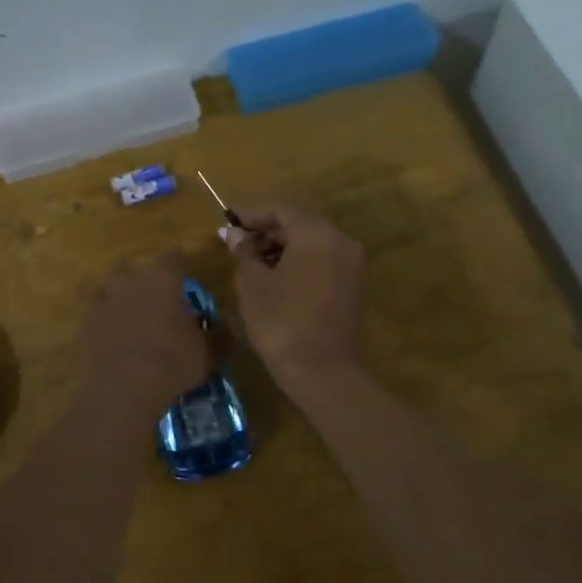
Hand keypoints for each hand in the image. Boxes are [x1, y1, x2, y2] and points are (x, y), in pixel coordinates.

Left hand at [78, 253, 211, 411]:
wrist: (124, 387)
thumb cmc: (173, 362)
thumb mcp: (207, 353)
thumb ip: (214, 336)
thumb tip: (220, 329)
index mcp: (163, 280)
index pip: (172, 258)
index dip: (177, 263)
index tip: (181, 270)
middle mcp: (130, 282)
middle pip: (129, 267)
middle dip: (138, 278)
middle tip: (148, 294)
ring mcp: (102, 301)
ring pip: (105, 287)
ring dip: (113, 296)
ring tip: (123, 313)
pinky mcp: (84, 324)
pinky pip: (92, 315)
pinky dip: (100, 321)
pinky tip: (107, 335)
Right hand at [228, 202, 367, 393]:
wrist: (325, 374)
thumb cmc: (282, 324)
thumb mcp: (253, 285)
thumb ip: (243, 252)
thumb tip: (234, 233)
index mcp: (317, 234)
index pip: (282, 207)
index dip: (252, 212)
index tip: (227, 222)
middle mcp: (341, 240)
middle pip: (300, 221)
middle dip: (266, 228)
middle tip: (236, 243)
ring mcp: (352, 263)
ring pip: (313, 240)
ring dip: (282, 245)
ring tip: (251, 262)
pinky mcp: (354, 284)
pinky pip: (323, 258)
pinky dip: (299, 260)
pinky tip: (275, 277)